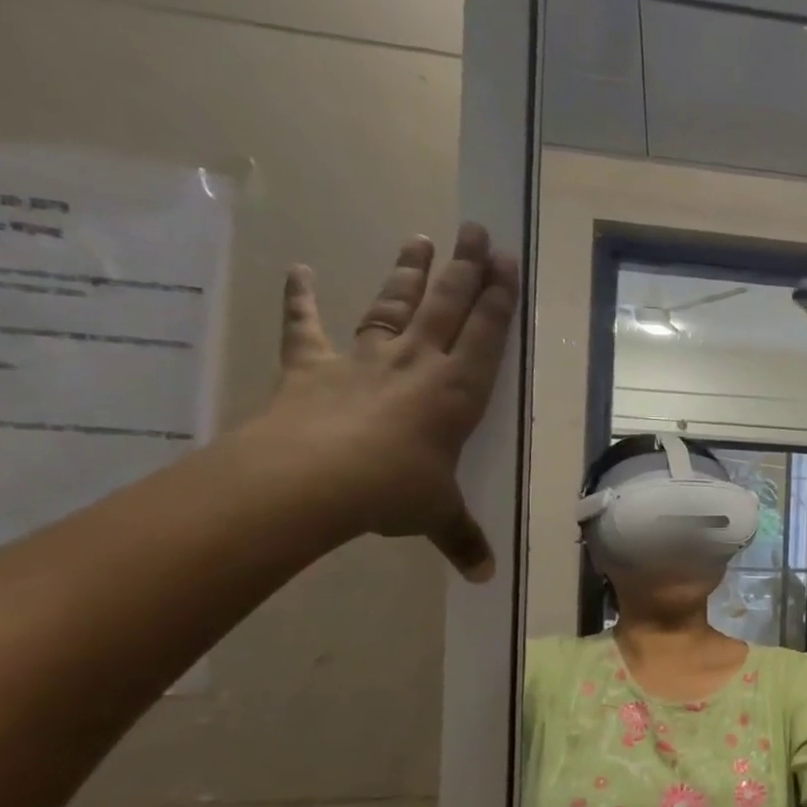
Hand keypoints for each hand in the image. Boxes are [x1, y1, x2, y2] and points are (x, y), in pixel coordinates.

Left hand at [249, 222, 519, 580]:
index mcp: (456, 392)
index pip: (485, 335)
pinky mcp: (314, 365)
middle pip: (446, 305)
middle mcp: (417, 364)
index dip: (498, 298)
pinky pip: (306, 327)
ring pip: (392, 305)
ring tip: (420, 237)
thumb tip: (487, 578)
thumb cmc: (393, 491)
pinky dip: (301, 298)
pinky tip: (299, 269)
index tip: (506, 261)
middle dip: (463, 267)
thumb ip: (463, 539)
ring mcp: (364, 359)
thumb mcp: (437, 517)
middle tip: (474, 229)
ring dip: (407, 272)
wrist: (313, 481)